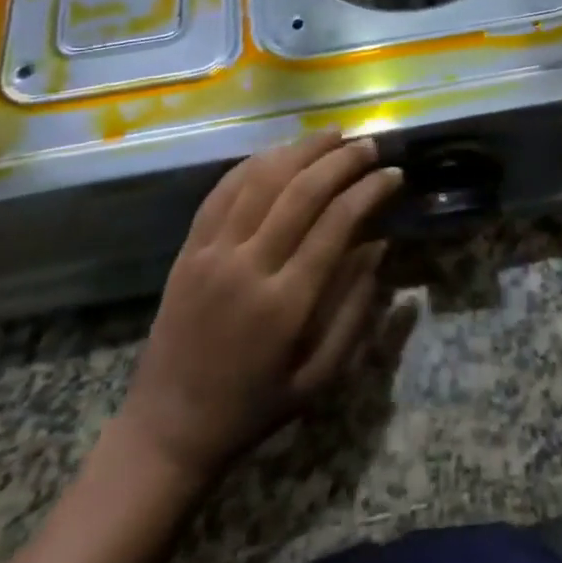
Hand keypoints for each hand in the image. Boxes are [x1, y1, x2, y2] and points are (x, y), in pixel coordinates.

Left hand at [115, 131, 403, 486]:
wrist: (168, 428)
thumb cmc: (253, 408)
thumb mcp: (319, 377)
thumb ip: (354, 310)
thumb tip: (380, 245)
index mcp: (286, 304)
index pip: (336, 224)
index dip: (369, 191)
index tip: (393, 174)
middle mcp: (247, 266)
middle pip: (301, 191)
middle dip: (340, 161)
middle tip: (368, 144)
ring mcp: (212, 252)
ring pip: (260, 180)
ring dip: (299, 150)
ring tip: (331, 134)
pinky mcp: (188, 248)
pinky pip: (222, 190)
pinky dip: (254, 163)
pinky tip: (278, 151)